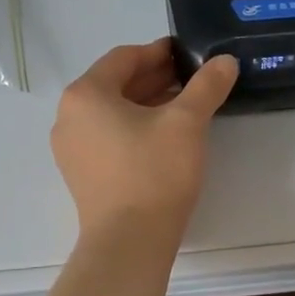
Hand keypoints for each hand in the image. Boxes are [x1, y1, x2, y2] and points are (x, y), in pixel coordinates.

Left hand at [51, 40, 238, 237]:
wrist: (129, 243)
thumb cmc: (154, 172)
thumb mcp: (187, 122)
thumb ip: (207, 86)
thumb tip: (225, 60)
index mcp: (86, 94)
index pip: (124, 58)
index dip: (159, 52)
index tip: (188, 53)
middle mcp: (69, 115)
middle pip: (116, 83)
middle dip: (155, 78)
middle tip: (193, 78)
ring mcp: (71, 147)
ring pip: (113, 111)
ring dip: (148, 102)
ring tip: (185, 104)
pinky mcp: (81, 173)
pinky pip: (108, 135)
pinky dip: (135, 127)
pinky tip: (165, 135)